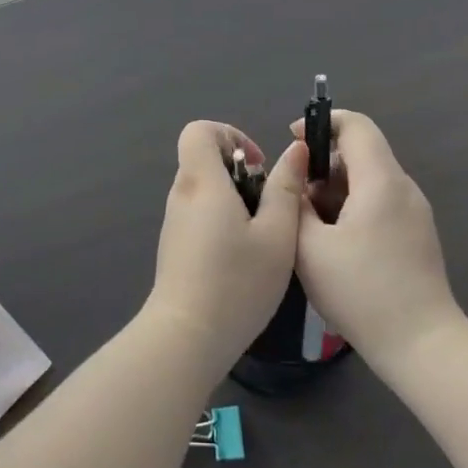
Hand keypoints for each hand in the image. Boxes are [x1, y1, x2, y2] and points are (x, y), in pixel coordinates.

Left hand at [145, 121, 300, 371]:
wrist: (186, 337)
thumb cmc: (237, 282)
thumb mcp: (277, 235)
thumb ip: (285, 188)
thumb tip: (294, 150)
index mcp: (201, 181)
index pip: (198, 130)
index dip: (230, 134)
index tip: (257, 165)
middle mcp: (181, 193)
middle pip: (203, 158)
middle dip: (239, 170)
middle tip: (268, 205)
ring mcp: (173, 221)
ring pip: (203, 188)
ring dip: (233, 197)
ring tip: (261, 235)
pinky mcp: (173, 245)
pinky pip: (198, 213)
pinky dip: (221, 219)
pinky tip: (242, 256)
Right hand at [293, 109, 464, 371]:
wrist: (423, 346)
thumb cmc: (362, 292)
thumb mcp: (310, 248)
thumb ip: (295, 204)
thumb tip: (296, 183)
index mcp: (381, 181)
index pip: (355, 124)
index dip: (321, 122)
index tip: (292, 140)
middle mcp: (404, 188)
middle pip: (360, 152)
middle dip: (323, 166)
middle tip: (296, 199)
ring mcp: (416, 213)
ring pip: (369, 180)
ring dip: (336, 190)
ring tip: (312, 228)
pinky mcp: (418, 235)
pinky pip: (381, 203)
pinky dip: (354, 208)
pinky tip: (336, 245)